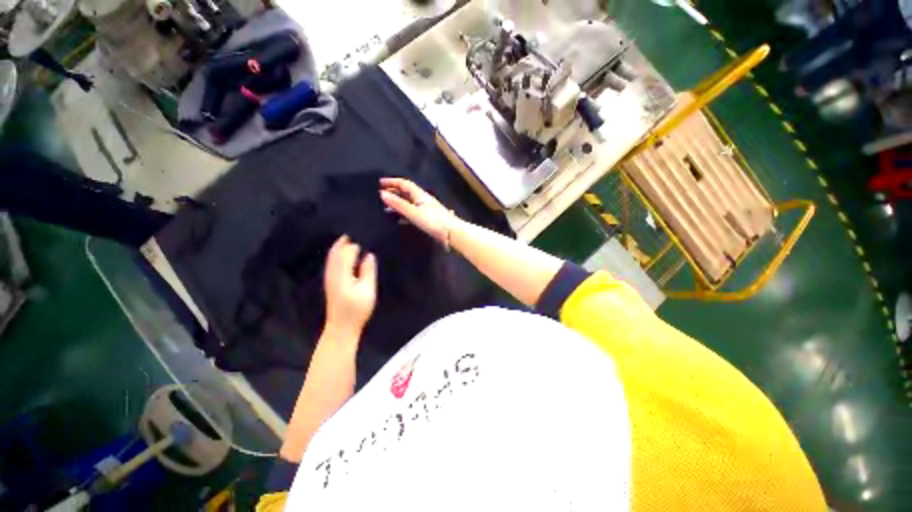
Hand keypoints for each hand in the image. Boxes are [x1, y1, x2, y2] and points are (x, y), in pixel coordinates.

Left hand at [323, 235, 376, 336]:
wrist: (341, 326)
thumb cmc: (357, 309)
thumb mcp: (367, 290)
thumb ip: (368, 271)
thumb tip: (368, 255)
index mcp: (342, 274)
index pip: (346, 252)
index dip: (354, 243)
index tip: (363, 234)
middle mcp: (332, 273)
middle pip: (336, 252)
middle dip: (344, 241)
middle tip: (355, 231)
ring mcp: (329, 278)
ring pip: (332, 256)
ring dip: (340, 246)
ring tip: (350, 238)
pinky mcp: (330, 282)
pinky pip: (332, 262)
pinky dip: (337, 254)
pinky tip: (344, 254)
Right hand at [380, 178, 455, 243]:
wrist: (451, 232)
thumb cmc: (433, 221)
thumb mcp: (413, 212)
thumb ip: (398, 204)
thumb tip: (382, 194)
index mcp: (420, 194)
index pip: (404, 183)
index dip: (392, 182)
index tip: (379, 183)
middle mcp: (423, 199)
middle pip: (406, 192)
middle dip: (393, 192)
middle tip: (380, 195)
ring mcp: (426, 208)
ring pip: (409, 202)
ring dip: (398, 203)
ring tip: (386, 207)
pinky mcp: (428, 218)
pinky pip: (412, 211)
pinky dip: (403, 212)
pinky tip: (398, 219)